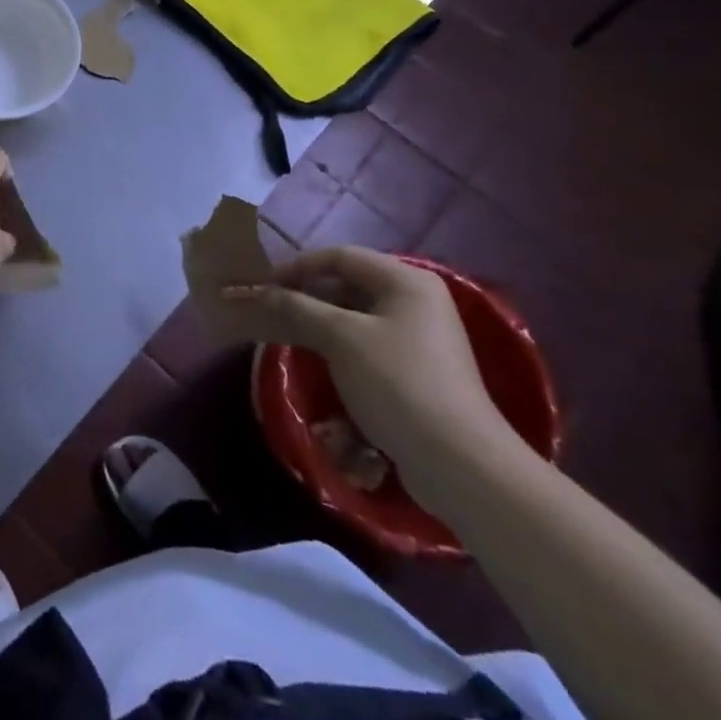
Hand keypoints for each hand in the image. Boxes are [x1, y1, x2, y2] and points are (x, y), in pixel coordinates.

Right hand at [225, 247, 525, 509]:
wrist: (459, 463)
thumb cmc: (397, 383)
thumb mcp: (341, 338)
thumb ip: (298, 307)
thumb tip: (261, 292)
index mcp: (406, 280)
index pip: (340, 256)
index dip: (297, 266)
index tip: (263, 285)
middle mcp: (416, 300)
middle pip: (349, 284)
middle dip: (306, 295)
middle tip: (270, 309)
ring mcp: (419, 336)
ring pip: (355, 315)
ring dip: (318, 322)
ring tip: (284, 332)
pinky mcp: (416, 369)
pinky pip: (367, 342)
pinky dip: (338, 345)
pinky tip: (316, 358)